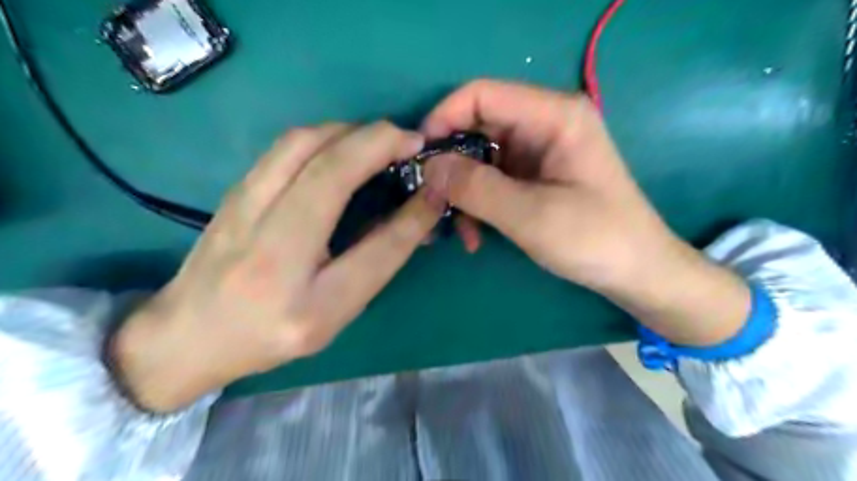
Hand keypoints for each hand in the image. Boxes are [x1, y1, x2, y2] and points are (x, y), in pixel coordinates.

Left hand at [110, 122, 440, 411]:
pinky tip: (342, 147)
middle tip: (411, 143)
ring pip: (303, 141)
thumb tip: (416, 212)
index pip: (376, 245)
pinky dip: (326, 135)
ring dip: (352, 132)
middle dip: (380, 141)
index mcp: (304, 296)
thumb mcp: (334, 313)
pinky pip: (286, 145)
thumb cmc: (270, 333)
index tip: (436, 183)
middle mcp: (268, 242)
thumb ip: (376, 262)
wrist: (188, 333)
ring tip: (381, 142)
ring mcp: (242, 205)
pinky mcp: (236, 187)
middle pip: (329, 166)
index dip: (414, 211)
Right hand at [421, 81, 750, 345]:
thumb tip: (428, 166)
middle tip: (431, 200)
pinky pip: (492, 179)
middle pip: (477, 127)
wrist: (635, 272)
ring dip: (463, 192)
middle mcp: (544, 124)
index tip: (418, 155)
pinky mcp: (534, 175)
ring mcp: (538, 151)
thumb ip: (475, 187)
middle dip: (450, 164)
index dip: (443, 118)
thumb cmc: (594, 240)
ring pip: (480, 157)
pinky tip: (475, 234)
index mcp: (554, 116)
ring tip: (458, 230)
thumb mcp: (530, 215)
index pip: (482, 95)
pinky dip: (478, 203)